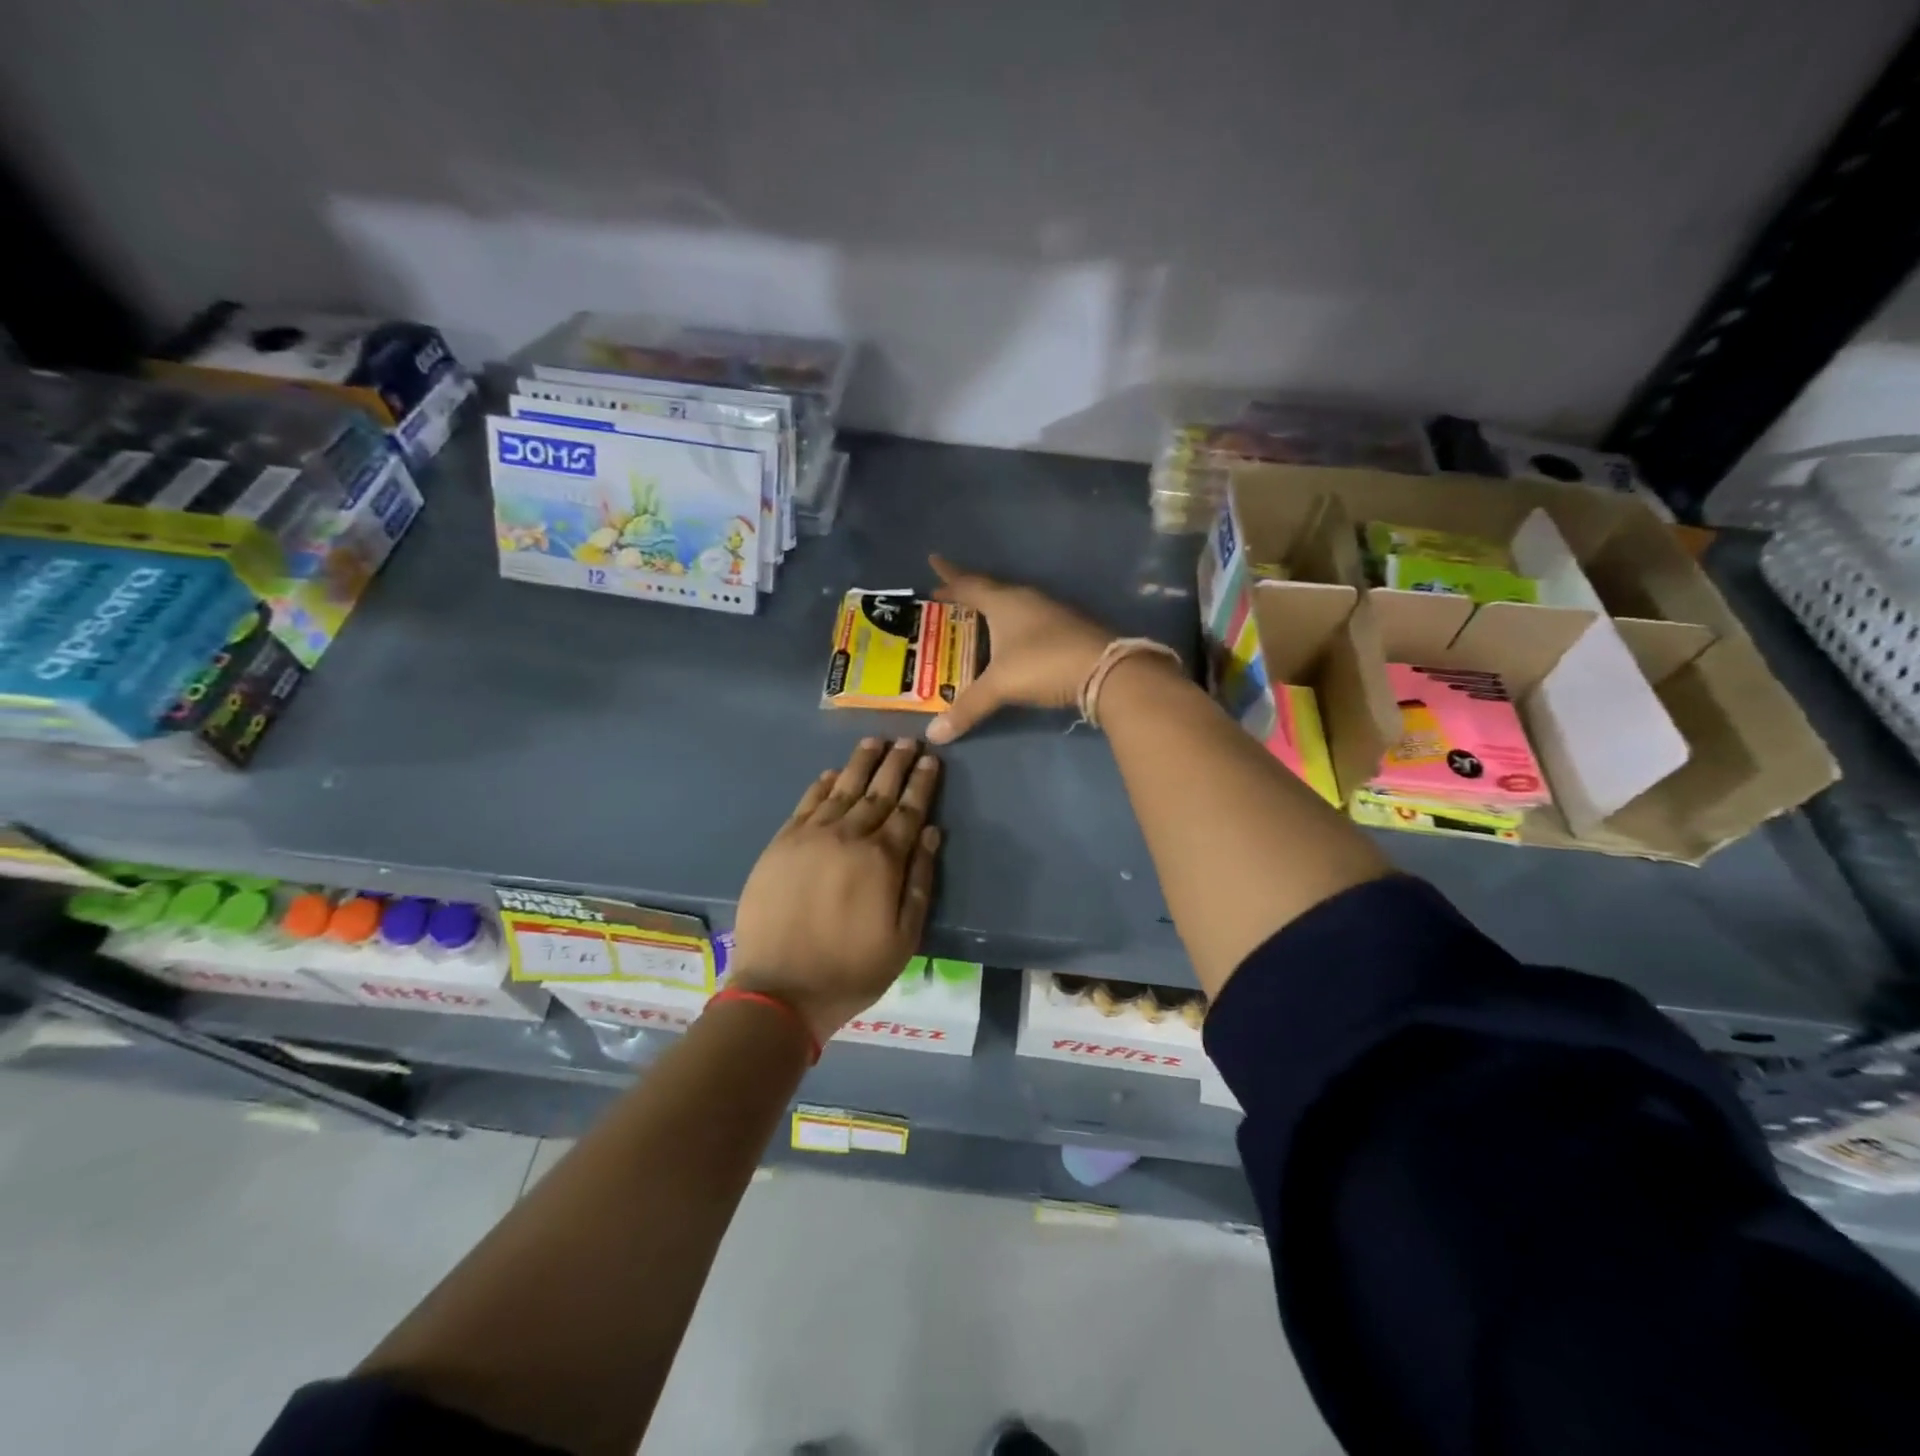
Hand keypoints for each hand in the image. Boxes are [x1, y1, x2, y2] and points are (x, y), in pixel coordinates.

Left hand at [729, 738, 942, 1042]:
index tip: (931, 759)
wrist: (780, 989)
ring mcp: (810, 837)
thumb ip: (920, 881)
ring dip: (860, 763)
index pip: (908, 810)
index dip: (922, 783)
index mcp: (882, 860)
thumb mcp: (903, 937)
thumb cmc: (851, 969)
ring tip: (874, 741)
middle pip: (877, 791)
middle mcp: (848, 837)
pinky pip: (806, 804)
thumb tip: (933, 833)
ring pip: (841, 789)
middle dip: (895, 764)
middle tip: (908, 740)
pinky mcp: (781, 844)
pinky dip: (821, 785)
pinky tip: (831, 773)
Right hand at [926, 554, 1115, 742]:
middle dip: (966, 590)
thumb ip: (967, 707)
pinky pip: (1027, 618)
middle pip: (990, 589)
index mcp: (1004, 602)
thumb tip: (935, 734)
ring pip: (1011, 603)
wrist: (1106, 669)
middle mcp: (1026, 599)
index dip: (949, 576)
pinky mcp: (1066, 628)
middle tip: (947, 592)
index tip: (933, 562)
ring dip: (991, 607)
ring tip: (974, 616)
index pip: (969, 584)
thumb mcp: (1001, 685)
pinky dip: (1011, 624)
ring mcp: (1050, 612)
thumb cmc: (1044, 664)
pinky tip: (1010, 638)